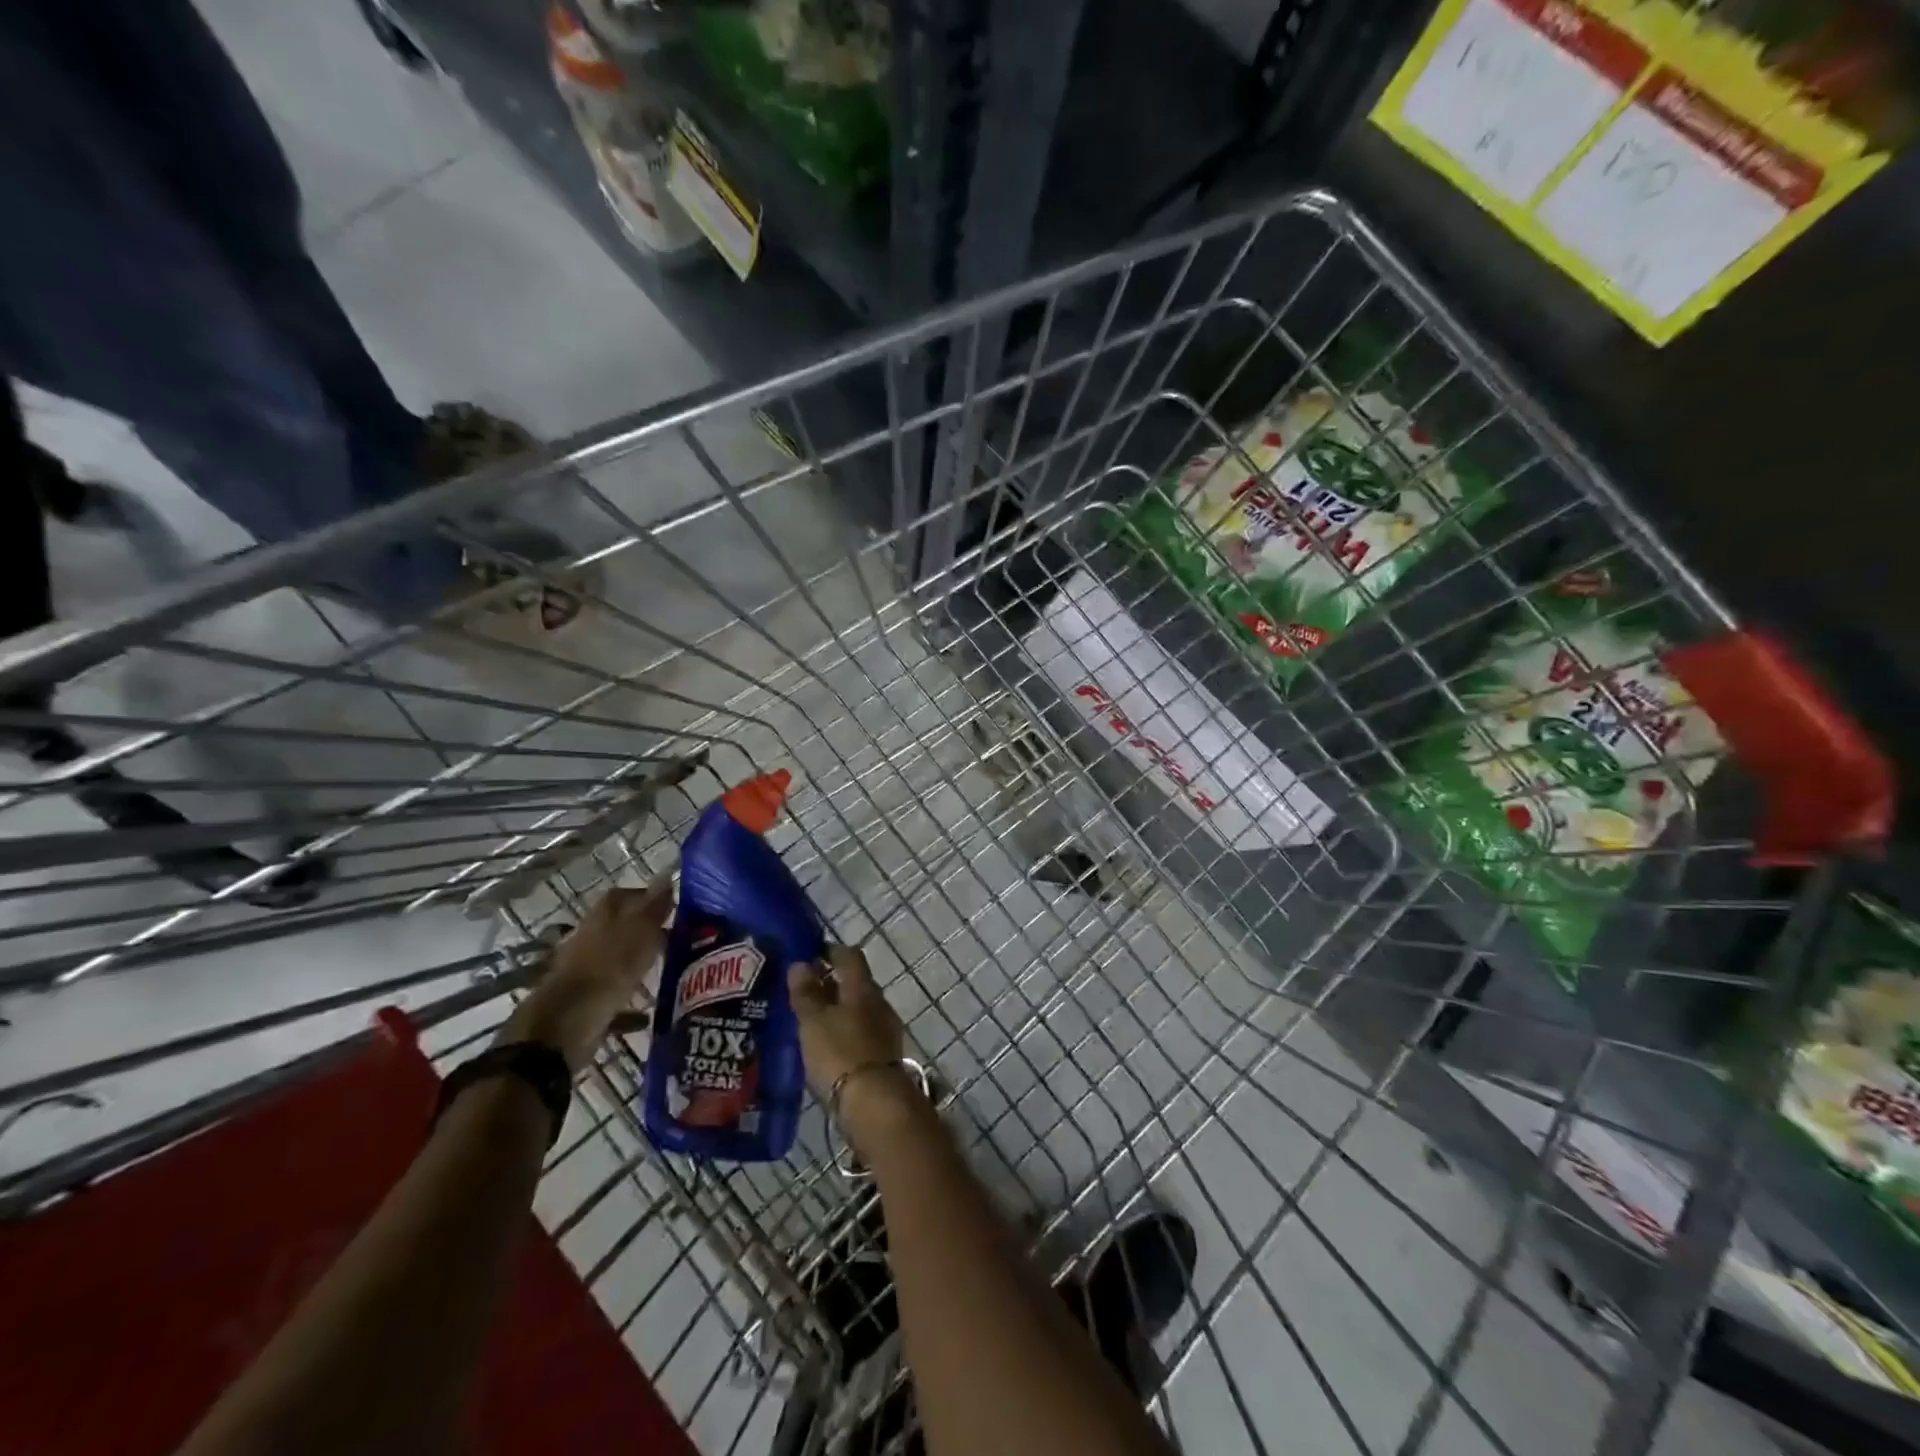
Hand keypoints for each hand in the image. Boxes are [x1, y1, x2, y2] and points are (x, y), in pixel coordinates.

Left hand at [500, 877, 673, 1068]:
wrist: (564, 1028)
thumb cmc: (606, 971)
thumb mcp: (639, 933)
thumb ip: (654, 906)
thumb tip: (667, 874)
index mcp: (601, 917)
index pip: (625, 895)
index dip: (649, 897)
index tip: (675, 907)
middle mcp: (589, 940)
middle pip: (621, 928)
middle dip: (647, 932)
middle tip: (678, 938)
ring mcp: (584, 973)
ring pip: (617, 962)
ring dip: (638, 965)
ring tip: (668, 971)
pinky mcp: (584, 1005)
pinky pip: (613, 999)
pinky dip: (629, 1004)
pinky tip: (649, 1014)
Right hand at [789, 946, 920, 1137]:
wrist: (875, 1104)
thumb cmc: (840, 1053)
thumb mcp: (814, 1021)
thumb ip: (806, 992)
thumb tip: (801, 963)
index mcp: (862, 987)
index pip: (849, 956)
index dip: (830, 951)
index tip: (809, 955)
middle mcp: (878, 1002)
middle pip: (855, 982)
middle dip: (831, 983)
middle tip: (802, 991)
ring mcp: (884, 1029)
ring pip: (858, 1009)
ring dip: (837, 1010)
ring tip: (809, 1021)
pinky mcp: (883, 1055)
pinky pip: (860, 1033)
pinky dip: (844, 1032)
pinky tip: (826, 1046)